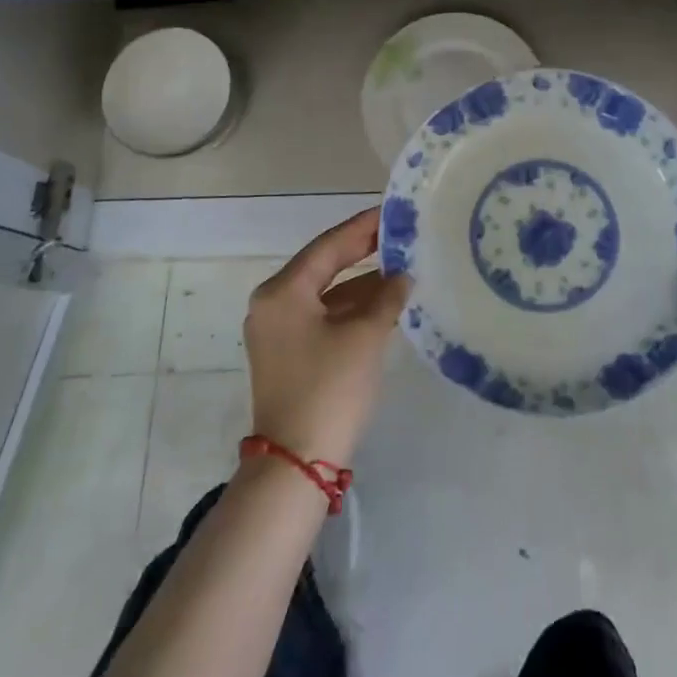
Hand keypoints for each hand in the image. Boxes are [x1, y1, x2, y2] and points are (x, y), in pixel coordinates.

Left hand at [244, 207, 410, 468]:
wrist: (297, 465)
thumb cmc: (329, 389)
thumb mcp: (365, 336)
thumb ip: (387, 296)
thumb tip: (403, 275)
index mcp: (283, 291)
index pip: (329, 245)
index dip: (364, 227)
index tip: (393, 211)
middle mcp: (273, 304)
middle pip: (325, 265)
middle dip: (363, 251)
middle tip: (400, 234)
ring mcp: (278, 331)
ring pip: (326, 292)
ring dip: (362, 282)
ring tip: (403, 267)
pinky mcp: (289, 353)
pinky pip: (324, 315)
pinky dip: (352, 308)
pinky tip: (385, 302)